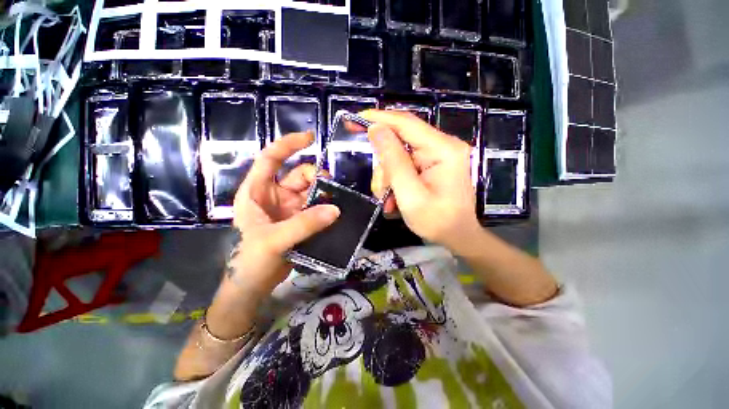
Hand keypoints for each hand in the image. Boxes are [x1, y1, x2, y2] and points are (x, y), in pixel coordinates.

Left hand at [227, 131, 339, 295]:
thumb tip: (335, 209)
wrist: (254, 284)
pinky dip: (326, 207)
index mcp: (257, 192)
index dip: (288, 144)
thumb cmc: (251, 260)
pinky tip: (336, 212)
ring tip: (336, 203)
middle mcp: (274, 195)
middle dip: (316, 178)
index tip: (310, 137)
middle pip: (299, 175)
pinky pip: (317, 207)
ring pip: (312, 191)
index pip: (271, 158)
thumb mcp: (274, 240)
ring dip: (324, 194)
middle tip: (331, 189)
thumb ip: (304, 224)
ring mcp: (289, 208)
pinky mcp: (300, 220)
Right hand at [362, 110, 480, 249]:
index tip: (355, 118)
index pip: (406, 123)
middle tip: (380, 190)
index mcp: (443, 149)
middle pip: (400, 141)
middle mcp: (442, 146)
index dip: (379, 118)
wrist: (457, 236)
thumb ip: (393, 161)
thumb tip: (376, 129)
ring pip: (399, 154)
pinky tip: (394, 197)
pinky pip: (405, 164)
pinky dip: (395, 179)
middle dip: (384, 165)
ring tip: (389, 199)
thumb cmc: (436, 221)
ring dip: (388, 176)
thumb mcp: (410, 194)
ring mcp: (438, 155)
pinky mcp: (432, 164)